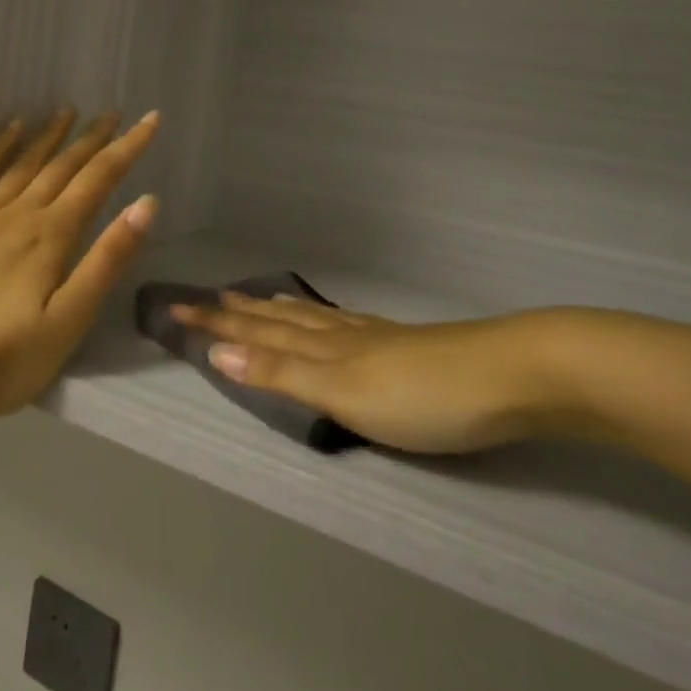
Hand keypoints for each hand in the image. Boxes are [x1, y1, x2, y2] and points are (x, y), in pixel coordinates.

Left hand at [0, 110, 160, 448]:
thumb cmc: (2, 358)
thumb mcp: (68, 323)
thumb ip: (107, 261)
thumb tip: (146, 204)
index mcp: (51, 236)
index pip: (98, 180)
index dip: (127, 148)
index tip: (149, 120)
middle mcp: (18, 213)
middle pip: (62, 166)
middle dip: (92, 138)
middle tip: (113, 113)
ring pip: (22, 163)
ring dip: (48, 135)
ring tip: (67, 110)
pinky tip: (9, 131)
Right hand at [173, 293, 569, 454]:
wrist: (515, 375)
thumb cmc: (423, 394)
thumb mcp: (343, 390)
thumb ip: (281, 372)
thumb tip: (217, 349)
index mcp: (323, 347)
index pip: (255, 331)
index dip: (215, 322)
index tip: (175, 307)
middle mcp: (342, 335)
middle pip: (279, 320)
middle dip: (238, 312)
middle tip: (205, 296)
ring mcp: (376, 337)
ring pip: (311, 319)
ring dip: (276, 311)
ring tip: (256, 298)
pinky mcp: (405, 345)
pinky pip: (344, 324)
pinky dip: (321, 319)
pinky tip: (331, 320)